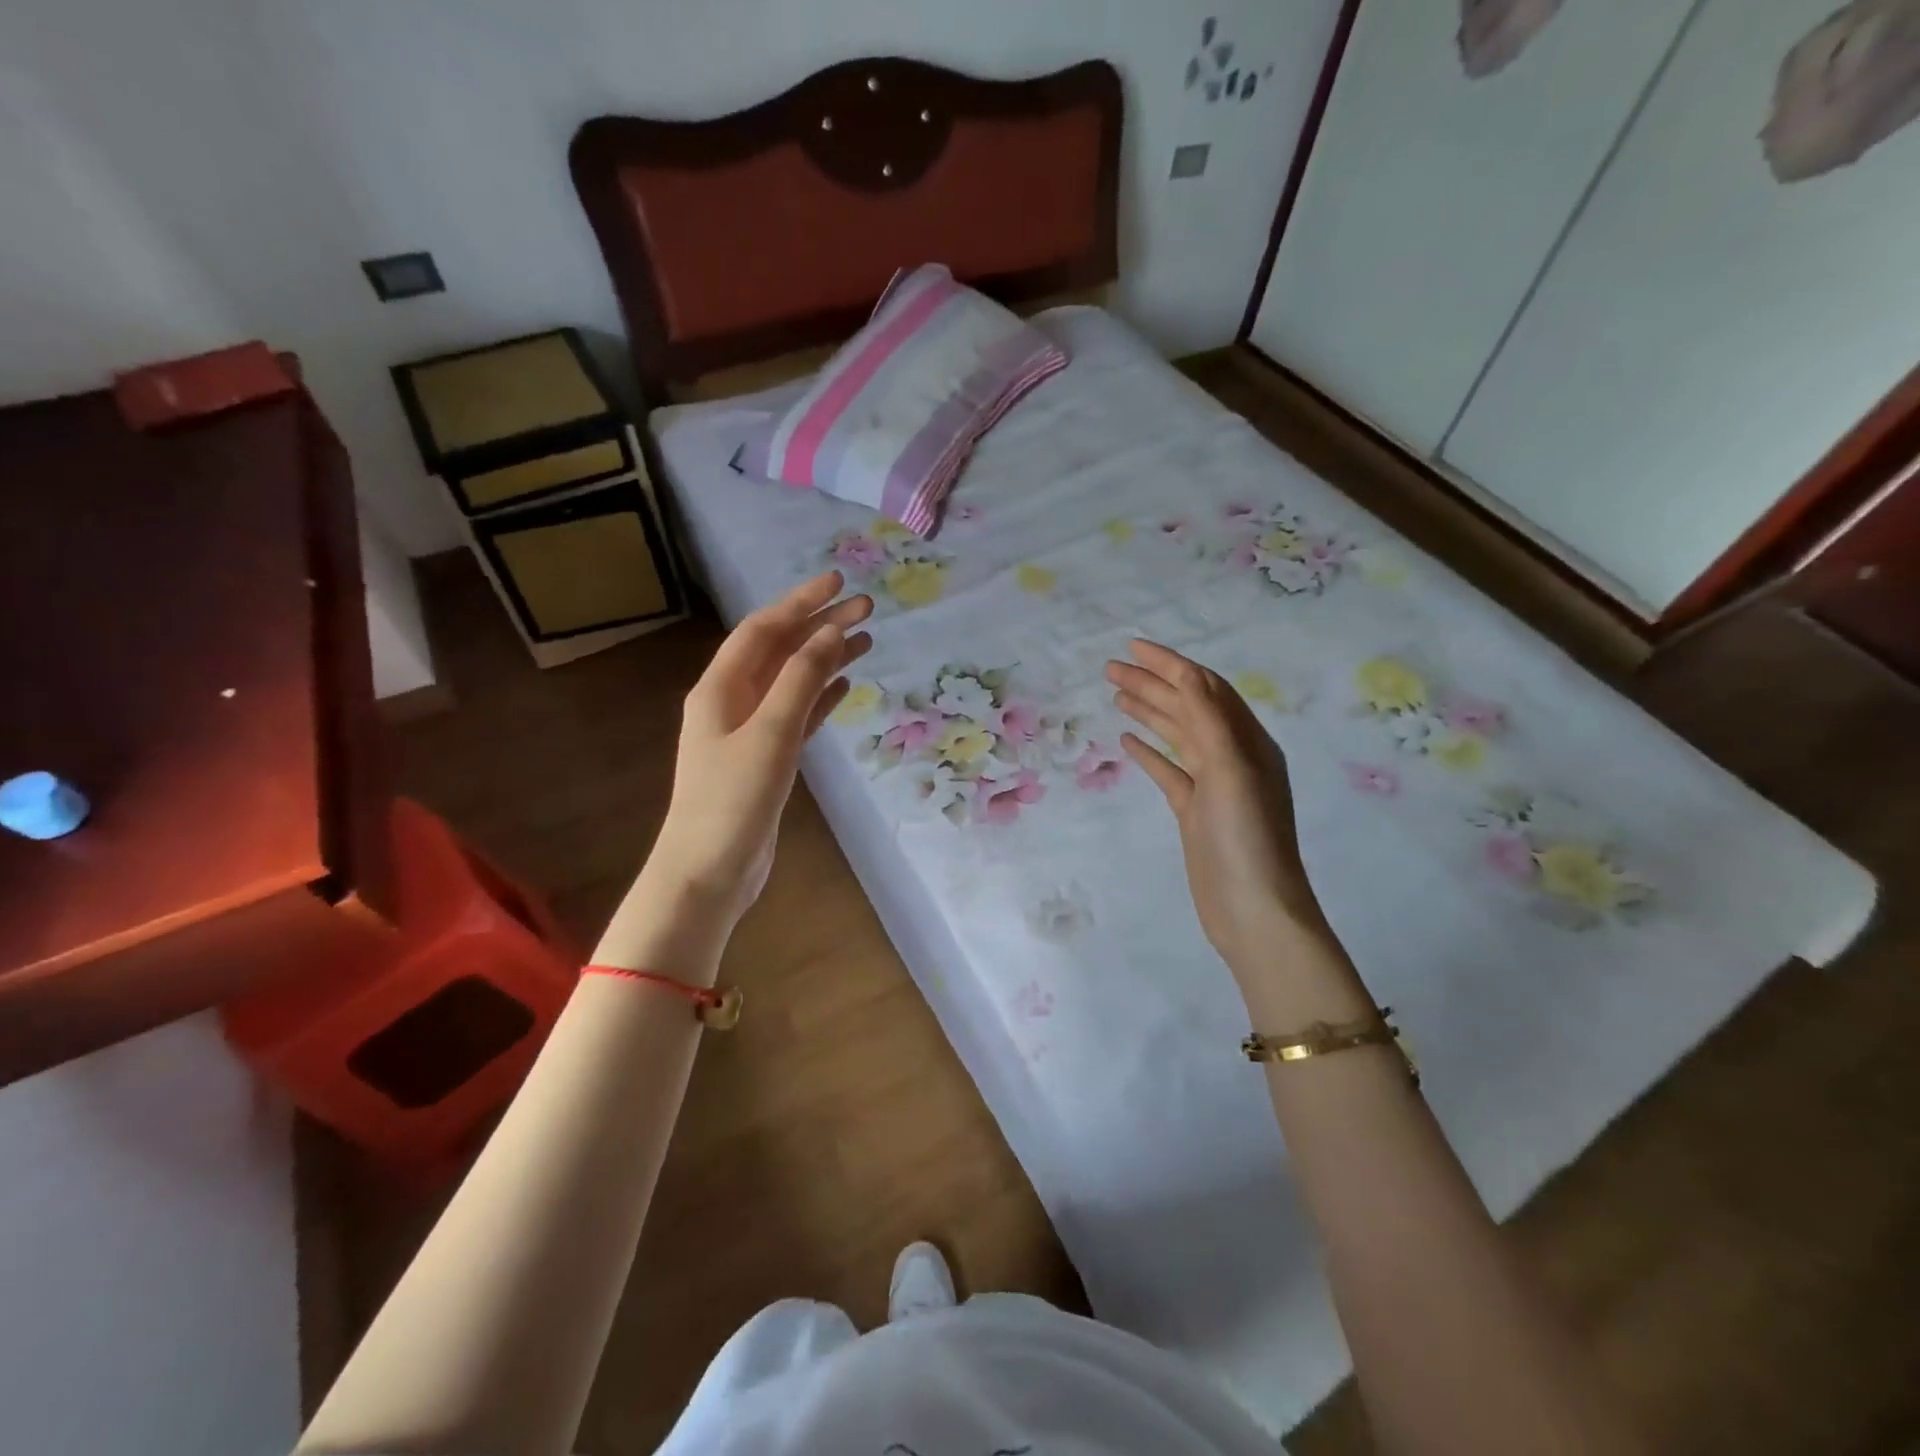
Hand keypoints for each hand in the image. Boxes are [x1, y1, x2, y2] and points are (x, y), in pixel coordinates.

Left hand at [650, 571, 871, 926]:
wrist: (707, 873)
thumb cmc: (732, 801)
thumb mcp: (770, 734)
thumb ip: (801, 681)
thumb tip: (831, 632)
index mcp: (721, 688)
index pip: (764, 629)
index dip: (801, 602)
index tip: (839, 582)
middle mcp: (731, 701)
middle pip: (780, 651)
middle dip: (819, 626)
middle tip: (866, 608)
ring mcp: (748, 732)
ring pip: (791, 682)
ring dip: (824, 659)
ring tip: (865, 641)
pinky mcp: (765, 760)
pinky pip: (796, 715)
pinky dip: (819, 698)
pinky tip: (844, 688)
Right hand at [1107, 641, 1327, 977]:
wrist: (1253, 911)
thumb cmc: (1246, 838)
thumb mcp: (1231, 771)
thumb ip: (1208, 720)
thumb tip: (1187, 672)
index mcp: (1247, 741)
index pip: (1204, 689)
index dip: (1170, 665)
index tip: (1132, 649)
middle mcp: (1232, 756)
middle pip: (1187, 708)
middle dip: (1152, 684)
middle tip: (1110, 669)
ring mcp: (1213, 786)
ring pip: (1177, 736)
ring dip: (1149, 712)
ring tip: (1115, 694)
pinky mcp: (1195, 812)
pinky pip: (1169, 770)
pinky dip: (1149, 752)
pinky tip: (1127, 741)